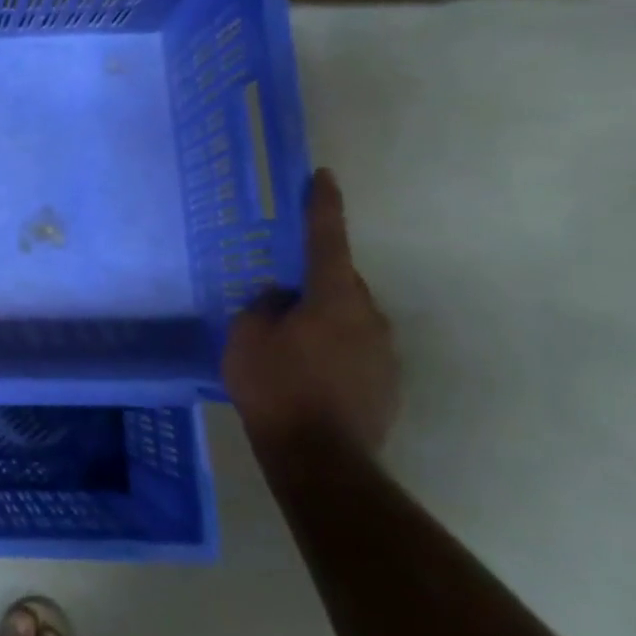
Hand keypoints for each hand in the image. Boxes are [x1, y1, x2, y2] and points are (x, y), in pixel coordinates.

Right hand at [224, 168, 398, 452]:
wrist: (322, 459)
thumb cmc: (276, 386)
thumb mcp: (247, 337)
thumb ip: (263, 306)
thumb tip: (281, 298)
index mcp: (333, 297)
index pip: (326, 239)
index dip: (322, 206)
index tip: (323, 176)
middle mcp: (368, 316)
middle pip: (340, 282)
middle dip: (313, 282)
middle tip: (280, 298)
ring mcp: (384, 353)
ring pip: (348, 318)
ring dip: (322, 320)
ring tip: (289, 346)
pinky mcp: (387, 384)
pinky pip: (355, 349)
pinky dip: (332, 350)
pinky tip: (308, 374)